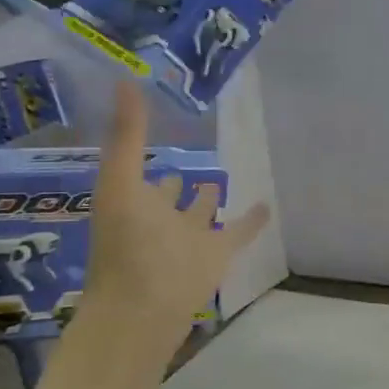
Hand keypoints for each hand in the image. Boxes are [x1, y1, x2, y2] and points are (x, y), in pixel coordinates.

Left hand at [72, 81, 269, 368]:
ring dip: (208, 198)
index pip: (139, 168)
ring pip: (202, 213)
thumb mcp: (120, 181)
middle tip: (192, 154)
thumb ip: (126, 134)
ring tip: (222, 175)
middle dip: (175, 180)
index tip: (153, 123)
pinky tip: (268, 205)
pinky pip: (238, 232)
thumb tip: (124, 79)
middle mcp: (159, 217)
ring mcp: (190, 238)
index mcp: (133, 200)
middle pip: (169, 194)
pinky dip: (252, 221)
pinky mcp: (218, 255)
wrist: (146, 309)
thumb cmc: (127, 244)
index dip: (142, 149)